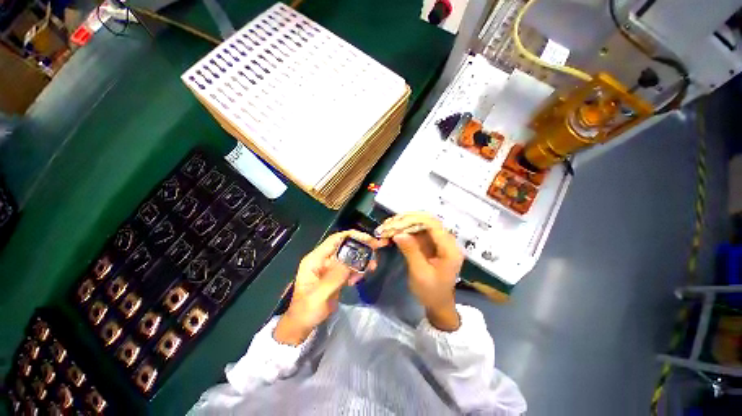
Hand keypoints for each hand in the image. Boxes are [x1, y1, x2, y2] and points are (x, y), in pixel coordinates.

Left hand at [274, 230, 382, 344]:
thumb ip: (335, 276)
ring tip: (372, 266)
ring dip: (362, 260)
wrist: (302, 325)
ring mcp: (330, 267)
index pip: (335, 239)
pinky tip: (360, 278)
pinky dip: (358, 270)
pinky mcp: (336, 276)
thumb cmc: (306, 310)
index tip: (369, 239)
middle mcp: (323, 259)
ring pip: (349, 256)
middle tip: (376, 250)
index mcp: (316, 259)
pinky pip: (349, 268)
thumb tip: (353, 259)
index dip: (352, 236)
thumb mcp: (320, 294)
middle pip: (345, 246)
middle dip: (361, 247)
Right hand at [377, 212, 463, 330]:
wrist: (438, 303)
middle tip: (389, 223)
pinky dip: (405, 230)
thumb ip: (411, 251)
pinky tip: (394, 230)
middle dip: (407, 220)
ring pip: (421, 224)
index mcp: (449, 249)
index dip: (414, 220)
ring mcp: (438, 241)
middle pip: (427, 221)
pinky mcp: (431, 243)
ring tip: (388, 225)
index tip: (395, 223)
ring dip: (405, 223)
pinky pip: (418, 231)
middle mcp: (446, 241)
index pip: (433, 225)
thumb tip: (398, 234)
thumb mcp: (420, 273)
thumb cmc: (431, 292)